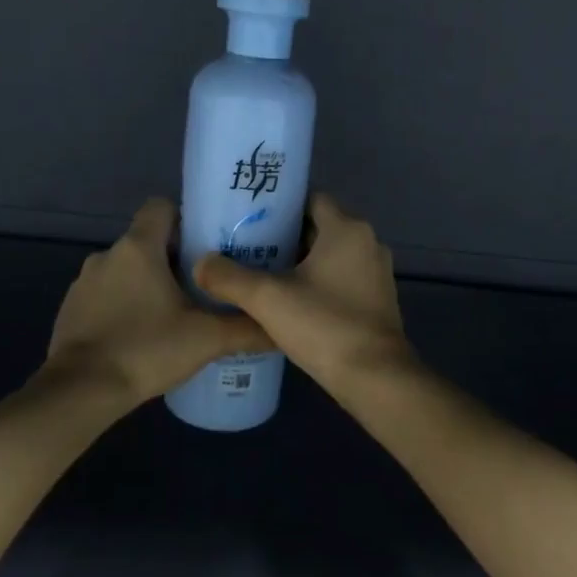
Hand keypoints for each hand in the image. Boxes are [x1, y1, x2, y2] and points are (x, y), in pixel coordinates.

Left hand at [47, 198, 270, 406]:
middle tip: (203, 285)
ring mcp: (83, 282)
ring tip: (173, 314)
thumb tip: (280, 326)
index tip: (206, 245)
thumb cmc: (147, 349)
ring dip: (147, 284)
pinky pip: (105, 295)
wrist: (81, 391)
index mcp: (138, 247)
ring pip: (125, 270)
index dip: (185, 218)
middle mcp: (107, 255)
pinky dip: (123, 306)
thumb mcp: (207, 339)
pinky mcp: (71, 309)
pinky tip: (141, 335)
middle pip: (146, 240)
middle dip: (173, 258)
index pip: (161, 206)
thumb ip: (247, 328)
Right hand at [194, 193, 412, 396]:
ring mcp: (375, 272)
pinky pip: (340, 277)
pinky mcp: (376, 299)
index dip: (279, 205)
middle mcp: (367, 242)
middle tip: (246, 246)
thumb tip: (200, 263)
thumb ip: (229, 277)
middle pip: (318, 226)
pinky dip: (316, 281)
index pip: (310, 198)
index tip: (248, 217)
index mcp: (347, 229)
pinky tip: (288, 300)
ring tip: (259, 272)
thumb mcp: (267, 299)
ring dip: (299, 261)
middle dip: (283, 235)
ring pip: (329, 254)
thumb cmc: (324, 325)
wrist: (374, 378)